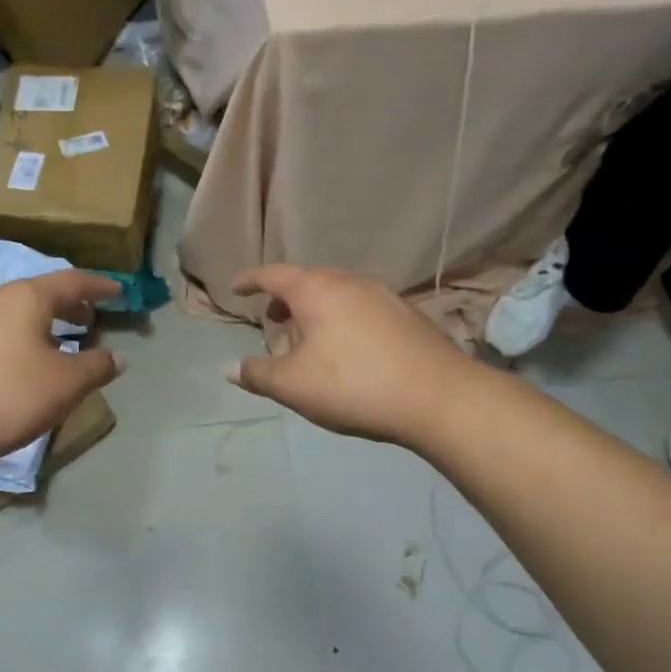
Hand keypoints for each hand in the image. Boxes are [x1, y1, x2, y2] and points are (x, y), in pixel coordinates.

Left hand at [0, 270, 122, 471]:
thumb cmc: (7, 398)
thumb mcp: (65, 385)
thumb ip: (96, 366)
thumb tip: (117, 357)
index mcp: (25, 298)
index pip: (72, 281)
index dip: (99, 287)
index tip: (119, 292)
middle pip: (39, 293)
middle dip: (68, 305)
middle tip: (89, 319)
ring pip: (11, 312)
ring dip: (39, 322)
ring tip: (55, 342)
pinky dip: (14, 337)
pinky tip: (15, 363)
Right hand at [227, 264, 475, 446]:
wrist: (439, 397)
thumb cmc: (353, 384)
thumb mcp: (293, 385)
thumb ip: (258, 374)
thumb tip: (231, 369)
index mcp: (316, 290)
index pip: (273, 275)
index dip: (250, 280)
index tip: (236, 288)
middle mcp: (350, 282)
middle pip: (308, 281)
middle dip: (285, 298)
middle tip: (273, 320)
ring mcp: (384, 296)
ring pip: (337, 295)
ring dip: (315, 312)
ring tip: (308, 341)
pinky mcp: (408, 316)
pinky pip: (361, 309)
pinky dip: (342, 321)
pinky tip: (347, 353)